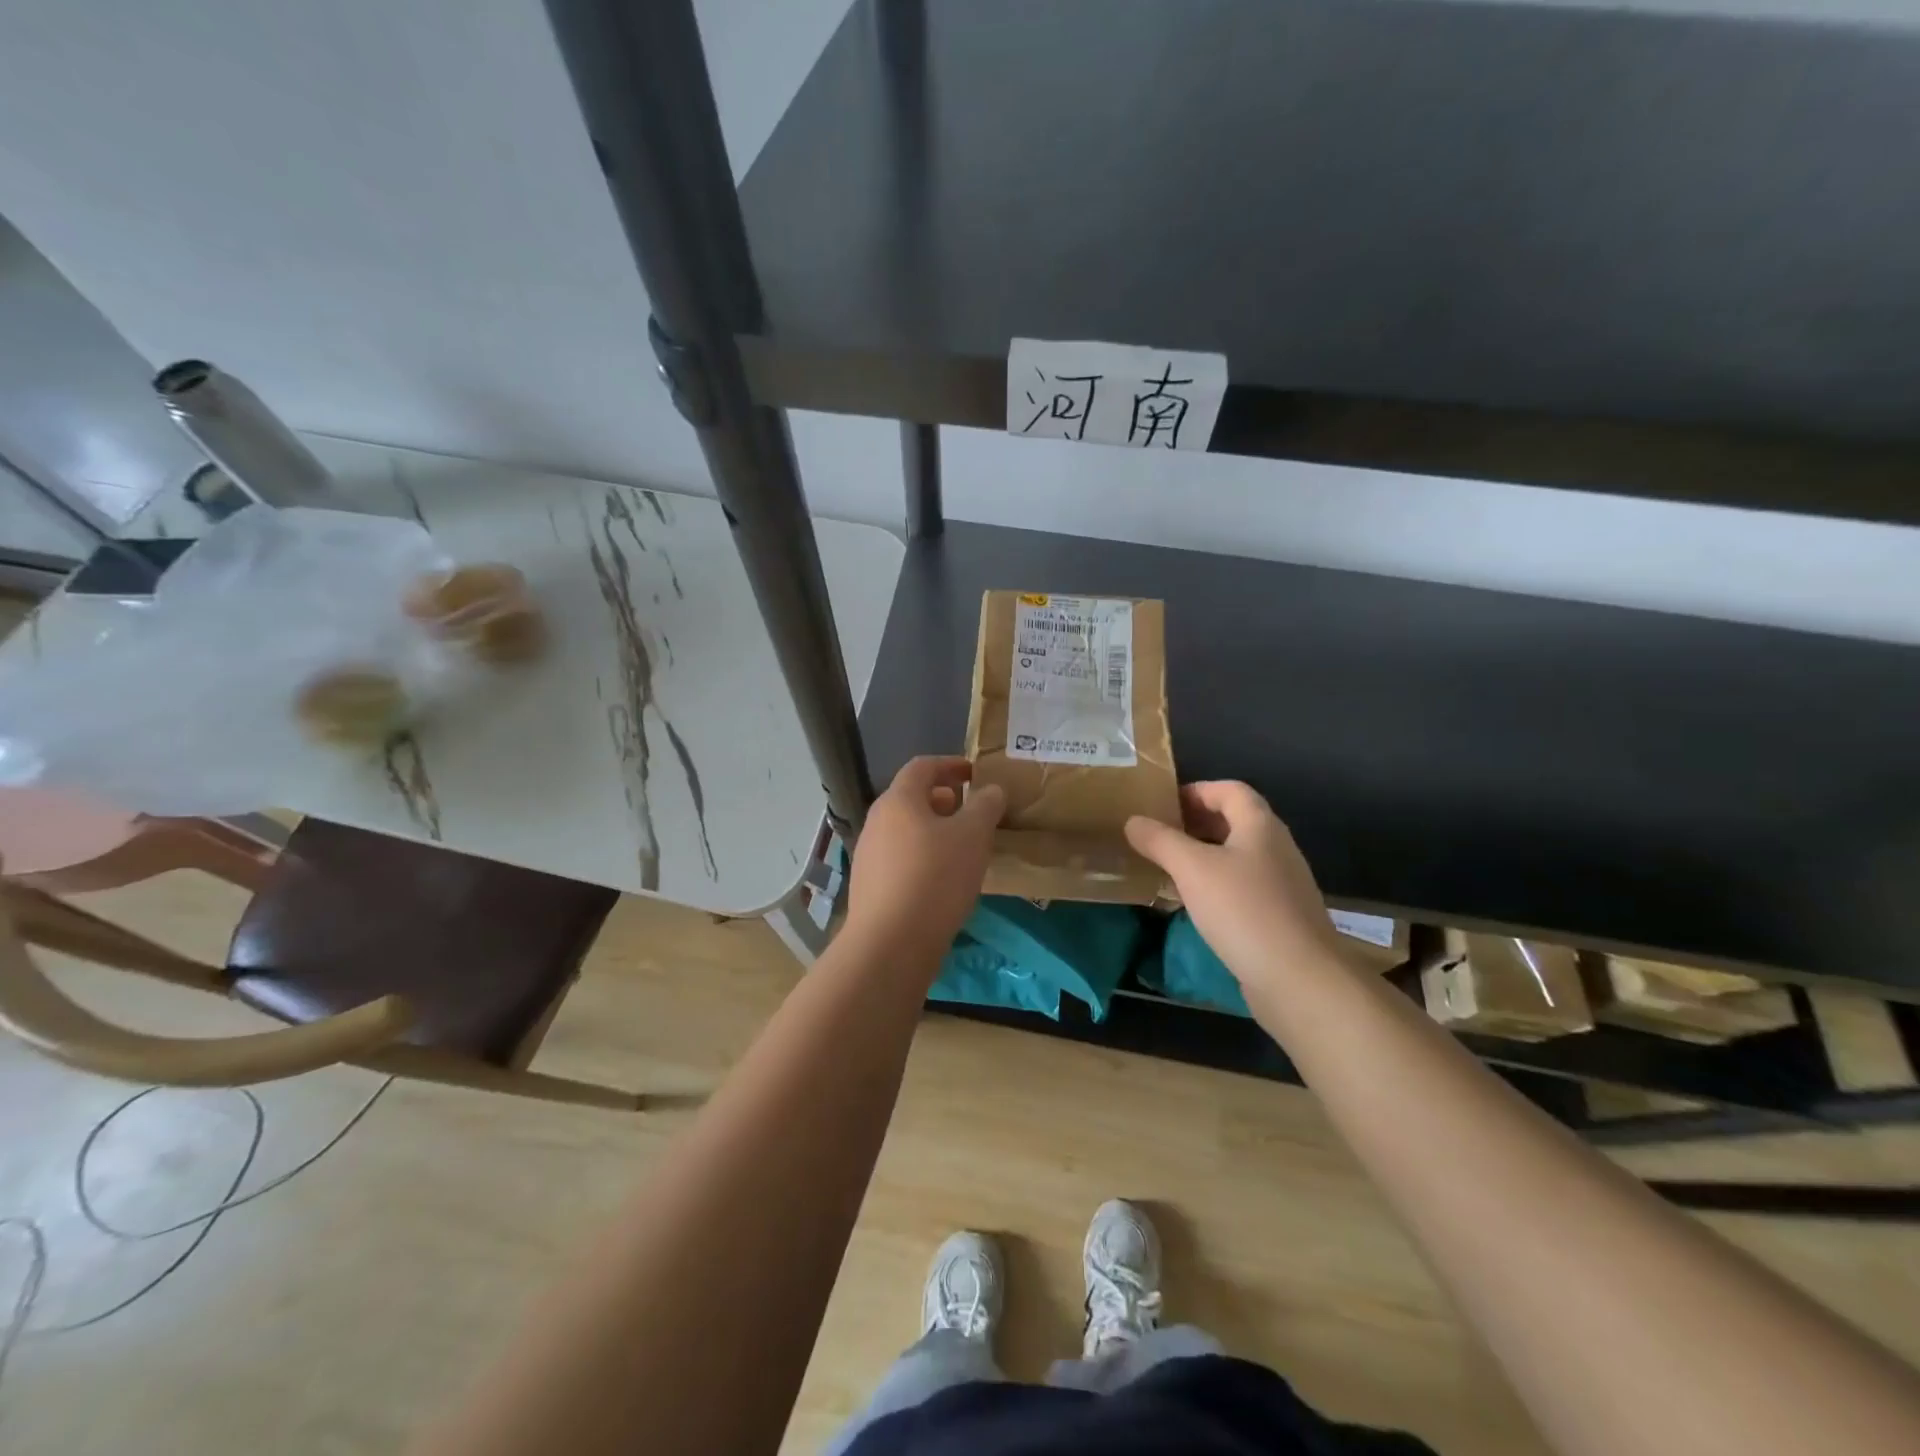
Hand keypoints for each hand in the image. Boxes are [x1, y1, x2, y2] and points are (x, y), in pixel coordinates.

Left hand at [845, 756, 1004, 965]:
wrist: (891, 943)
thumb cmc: (935, 877)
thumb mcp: (973, 836)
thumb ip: (985, 806)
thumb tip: (991, 790)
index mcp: (899, 800)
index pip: (922, 766)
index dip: (950, 764)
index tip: (975, 773)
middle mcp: (877, 821)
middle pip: (911, 798)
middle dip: (944, 800)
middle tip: (972, 812)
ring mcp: (868, 855)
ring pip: (906, 830)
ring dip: (934, 830)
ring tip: (963, 847)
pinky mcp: (870, 886)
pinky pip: (901, 858)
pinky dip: (924, 856)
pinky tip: (944, 880)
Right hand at [1124, 782, 1345, 997]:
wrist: (1300, 979)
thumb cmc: (1244, 910)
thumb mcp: (1192, 869)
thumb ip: (1160, 841)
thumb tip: (1133, 821)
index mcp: (1260, 826)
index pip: (1230, 790)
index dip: (1196, 791)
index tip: (1162, 805)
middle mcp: (1276, 848)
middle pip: (1235, 821)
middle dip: (1195, 823)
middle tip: (1158, 835)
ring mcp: (1282, 884)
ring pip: (1237, 856)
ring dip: (1203, 856)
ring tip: (1168, 868)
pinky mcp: (1280, 917)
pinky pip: (1242, 887)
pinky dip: (1215, 885)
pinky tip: (1193, 905)